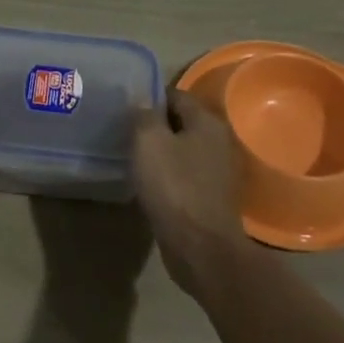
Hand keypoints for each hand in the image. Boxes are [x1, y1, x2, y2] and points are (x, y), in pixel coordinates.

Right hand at [131, 89, 245, 293]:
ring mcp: (218, 171)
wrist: (201, 247)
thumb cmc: (174, 187)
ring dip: (161, 152)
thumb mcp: (149, 141)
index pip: (176, 95)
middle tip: (125, 131)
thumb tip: (142, 100)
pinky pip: (185, 175)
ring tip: (132, 157)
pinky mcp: (211, 197)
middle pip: (181, 122)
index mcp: (207, 122)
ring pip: (183, 150)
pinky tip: (148, 183)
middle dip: (155, 125)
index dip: (150, 97)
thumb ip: (144, 114)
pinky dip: (168, 175)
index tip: (125, 107)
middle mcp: (218, 141)